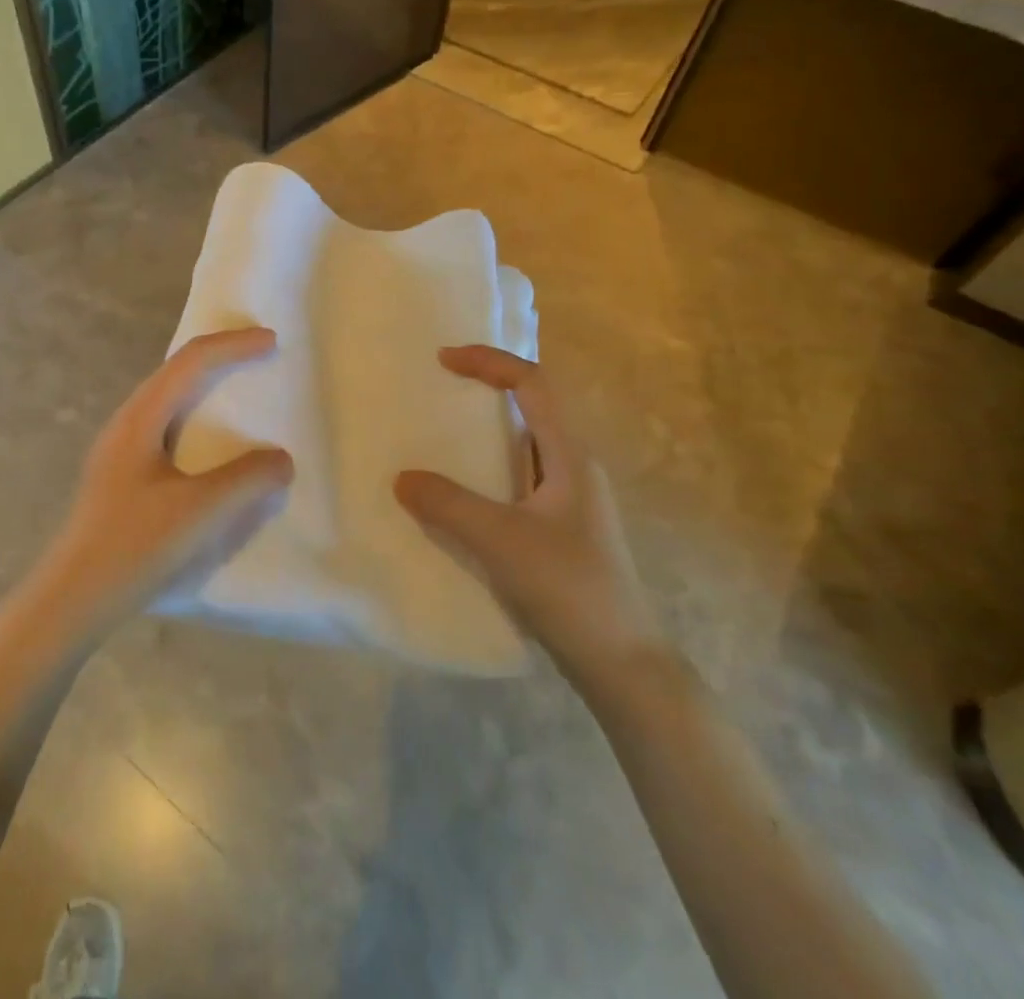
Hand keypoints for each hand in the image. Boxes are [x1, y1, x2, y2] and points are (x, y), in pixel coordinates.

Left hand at [29, 327, 294, 639]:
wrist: (72, 599)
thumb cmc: (134, 547)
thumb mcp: (199, 512)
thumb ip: (246, 481)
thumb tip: (281, 459)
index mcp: (140, 418)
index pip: (191, 361)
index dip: (233, 345)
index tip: (272, 342)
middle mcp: (126, 422)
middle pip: (176, 370)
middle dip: (221, 356)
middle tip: (260, 355)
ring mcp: (120, 448)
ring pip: (169, 398)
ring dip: (206, 386)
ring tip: (240, 391)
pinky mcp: (122, 474)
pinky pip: (166, 426)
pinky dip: (197, 418)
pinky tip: (211, 446)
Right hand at [394, 345, 667, 694]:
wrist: (621, 663)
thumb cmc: (569, 588)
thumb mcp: (500, 541)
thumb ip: (448, 505)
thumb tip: (402, 477)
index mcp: (569, 456)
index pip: (533, 384)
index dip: (489, 362)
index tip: (444, 359)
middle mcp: (573, 468)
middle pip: (532, 408)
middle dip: (486, 390)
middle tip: (439, 390)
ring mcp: (570, 500)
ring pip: (523, 447)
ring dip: (485, 433)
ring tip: (440, 437)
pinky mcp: (561, 529)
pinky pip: (517, 480)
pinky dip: (487, 471)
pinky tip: (460, 495)